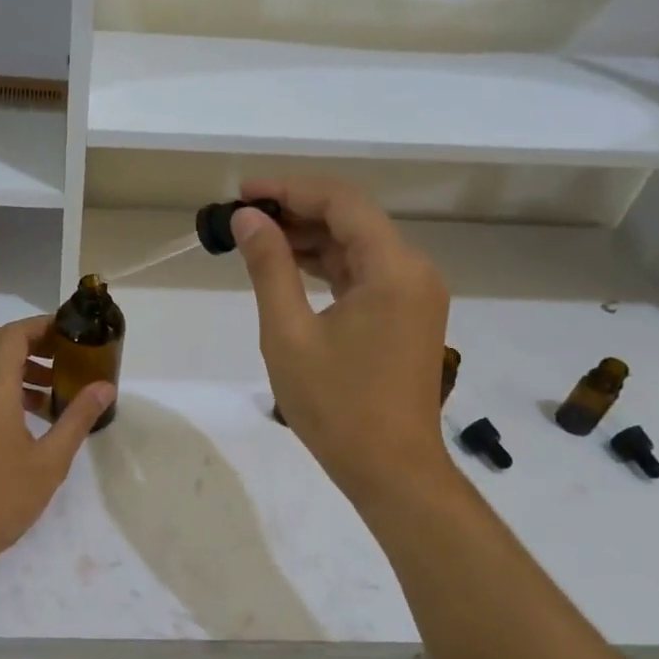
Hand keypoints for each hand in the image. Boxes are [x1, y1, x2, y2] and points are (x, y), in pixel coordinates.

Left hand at [0, 316, 114, 576]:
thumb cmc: (1, 497)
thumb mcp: (50, 460)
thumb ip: (78, 418)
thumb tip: (105, 386)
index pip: (14, 334)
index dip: (42, 326)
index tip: (71, 333)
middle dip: (31, 343)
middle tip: (66, 358)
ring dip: (17, 367)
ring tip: (53, 392)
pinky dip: (1, 388)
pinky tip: (27, 418)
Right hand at [234, 178, 454, 508]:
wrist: (390, 469)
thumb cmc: (336, 405)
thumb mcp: (289, 334)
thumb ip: (269, 268)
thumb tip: (248, 219)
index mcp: (393, 268)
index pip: (342, 202)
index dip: (290, 189)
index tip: (243, 193)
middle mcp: (414, 271)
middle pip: (354, 219)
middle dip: (297, 211)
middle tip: (243, 219)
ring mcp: (415, 295)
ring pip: (359, 246)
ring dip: (311, 239)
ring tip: (258, 240)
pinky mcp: (408, 316)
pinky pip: (366, 274)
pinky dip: (329, 267)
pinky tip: (291, 269)